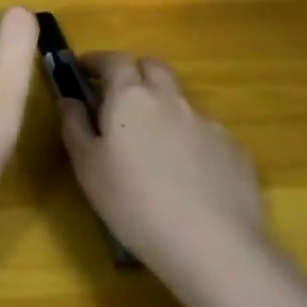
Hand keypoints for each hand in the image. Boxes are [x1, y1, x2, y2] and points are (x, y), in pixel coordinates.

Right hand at [59, 52, 269, 290]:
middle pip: (153, 66)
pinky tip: (188, 174)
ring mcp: (208, 123)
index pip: (114, 60)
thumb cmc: (134, 202)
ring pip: (180, 100)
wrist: (213, 247)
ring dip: (163, 106)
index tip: (83, 69)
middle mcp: (171, 99)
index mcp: (130, 97)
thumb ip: (74, 125)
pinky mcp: (236, 150)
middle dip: (134, 72)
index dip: (96, 60)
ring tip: (154, 143)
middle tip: (119, 96)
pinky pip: (206, 132)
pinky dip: (191, 139)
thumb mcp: (86, 167)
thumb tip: (70, 99)